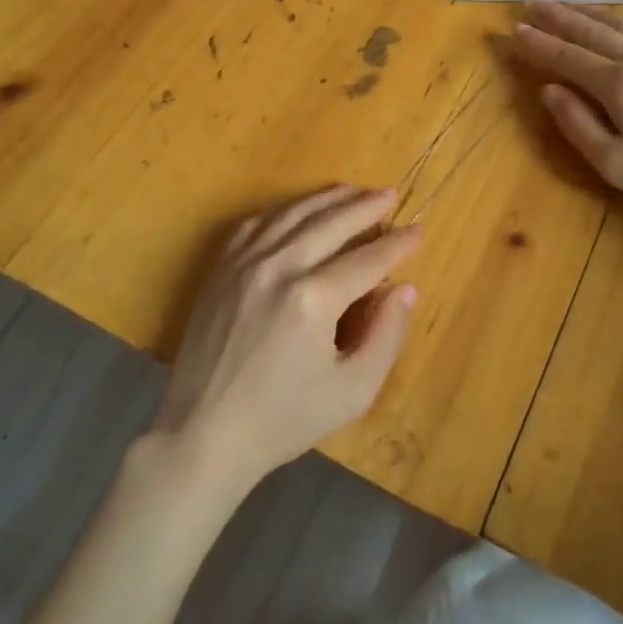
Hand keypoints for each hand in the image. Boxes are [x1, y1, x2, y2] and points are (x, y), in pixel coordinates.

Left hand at [154, 186, 421, 488]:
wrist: (204, 433)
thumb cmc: (284, 419)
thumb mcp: (352, 391)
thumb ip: (386, 335)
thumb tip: (404, 288)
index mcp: (312, 299)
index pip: (366, 259)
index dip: (396, 244)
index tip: (417, 231)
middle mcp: (277, 268)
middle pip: (330, 222)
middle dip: (365, 206)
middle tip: (390, 194)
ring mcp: (243, 263)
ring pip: (292, 214)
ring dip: (327, 199)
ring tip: (353, 190)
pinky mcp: (220, 269)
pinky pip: (256, 224)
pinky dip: (284, 210)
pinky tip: (299, 210)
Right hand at [512, 1, 622, 228]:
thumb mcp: (613, 163)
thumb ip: (576, 124)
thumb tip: (548, 90)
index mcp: (617, 85)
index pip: (567, 57)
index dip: (539, 44)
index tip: (515, 30)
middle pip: (593, 31)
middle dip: (560, 17)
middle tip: (534, 3)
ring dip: (594, 12)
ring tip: (571, 4)